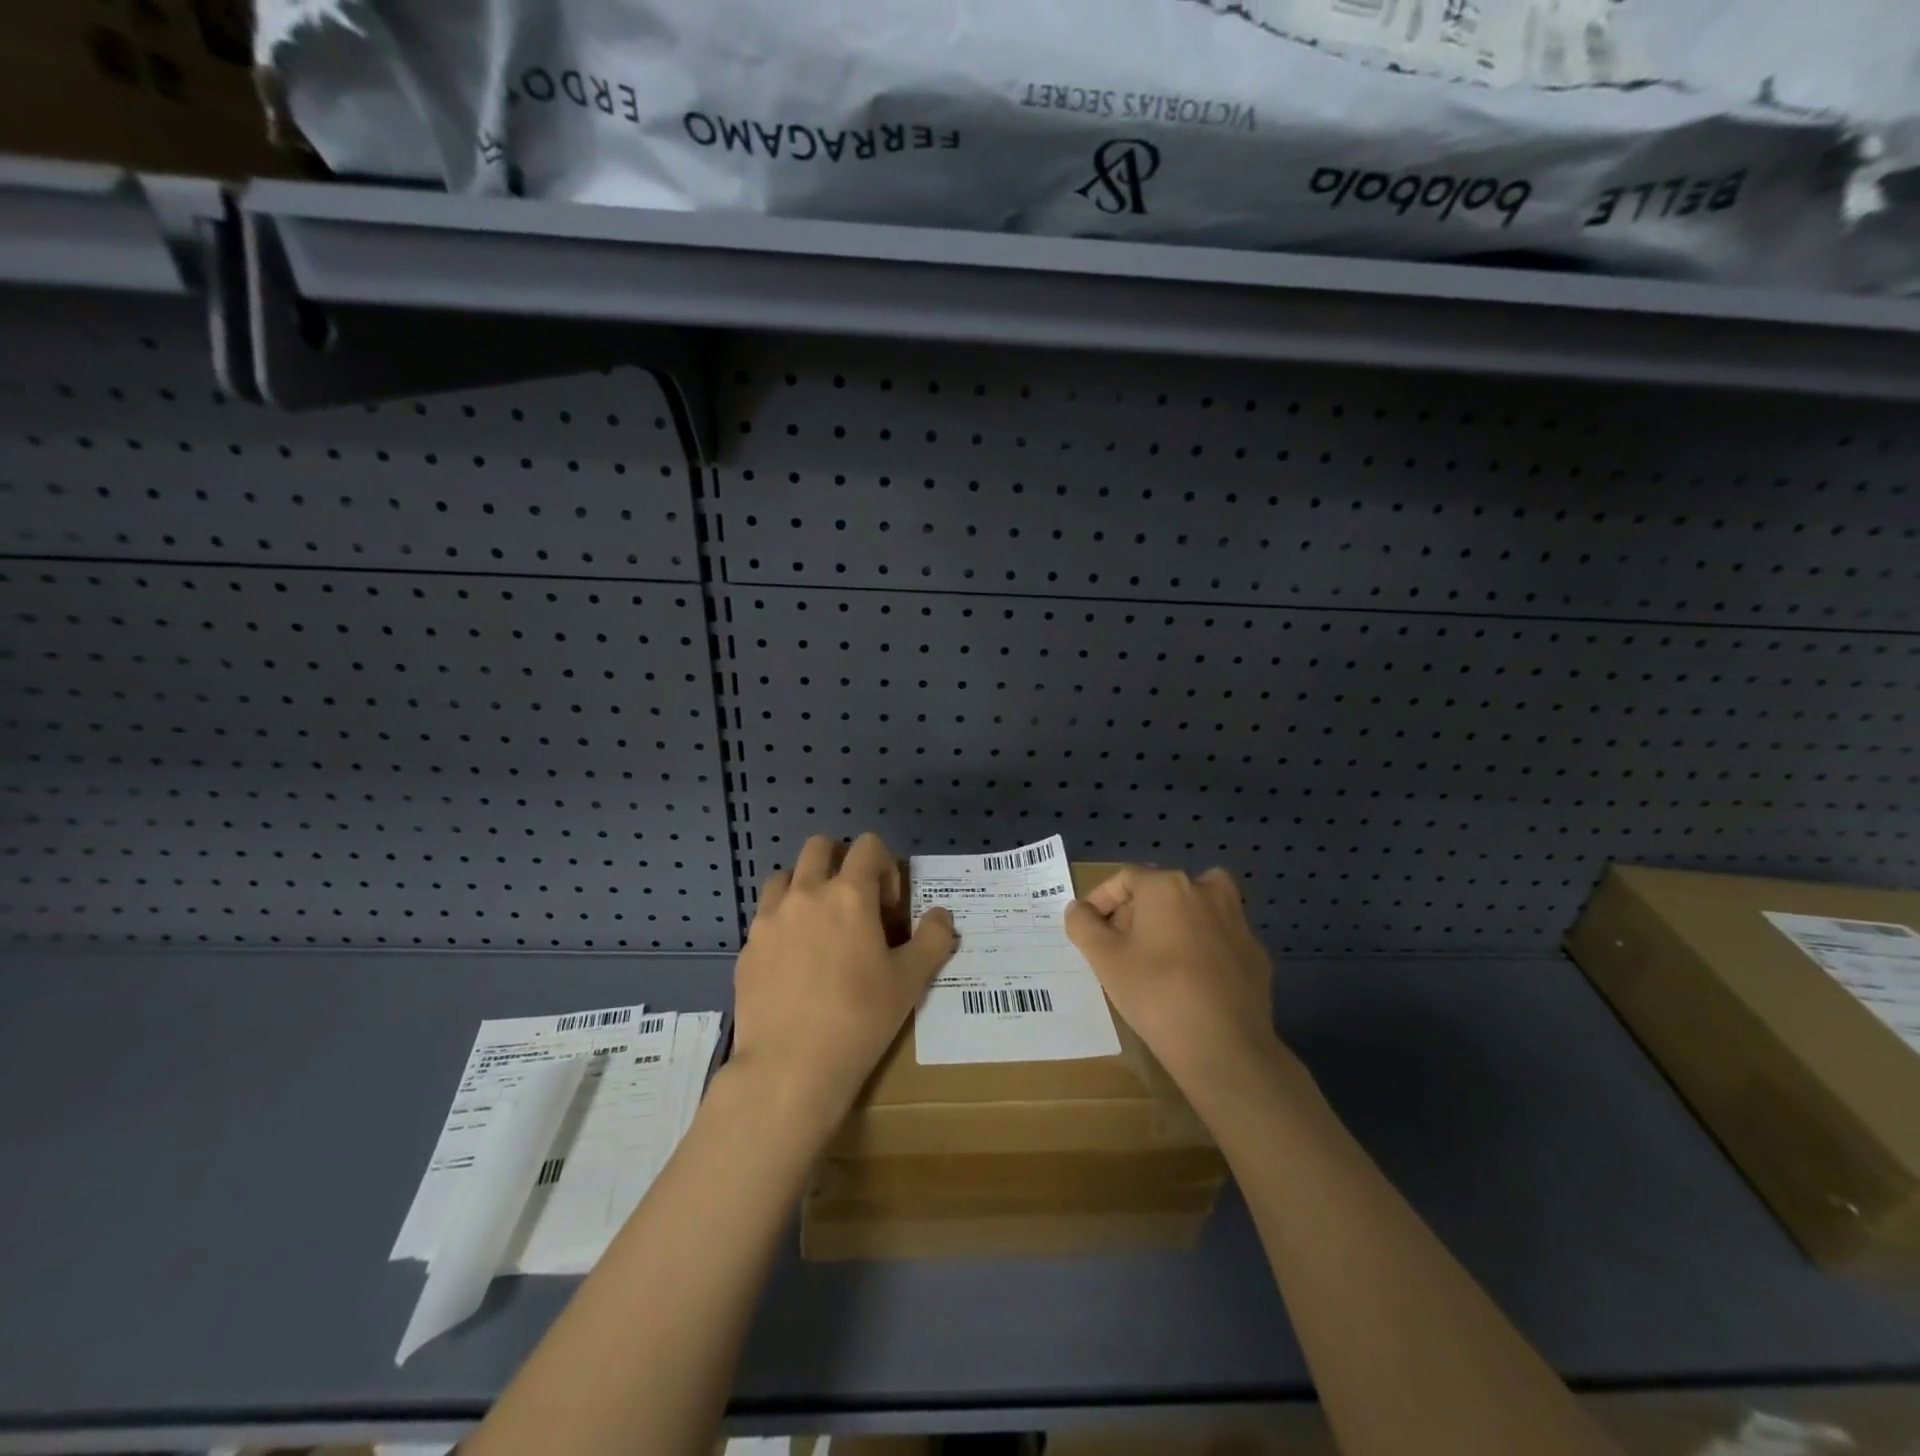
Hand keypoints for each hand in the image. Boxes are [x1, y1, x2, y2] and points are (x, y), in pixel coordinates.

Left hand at [730, 833, 956, 1138]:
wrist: (790, 1068)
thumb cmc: (859, 1019)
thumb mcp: (911, 981)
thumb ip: (933, 939)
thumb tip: (941, 915)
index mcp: (849, 894)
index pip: (868, 846)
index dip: (884, 868)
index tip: (887, 909)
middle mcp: (805, 894)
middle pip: (819, 847)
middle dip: (840, 863)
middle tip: (853, 905)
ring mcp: (769, 919)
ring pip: (785, 876)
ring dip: (805, 887)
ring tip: (819, 927)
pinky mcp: (747, 947)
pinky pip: (765, 917)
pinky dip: (782, 923)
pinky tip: (794, 963)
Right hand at [1064, 866, 1281, 1098]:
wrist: (1224, 1046)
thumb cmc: (1155, 993)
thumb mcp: (1104, 959)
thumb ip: (1083, 925)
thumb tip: (1079, 908)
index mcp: (1167, 886)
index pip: (1125, 879)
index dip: (1101, 901)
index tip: (1089, 929)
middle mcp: (1206, 891)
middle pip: (1162, 889)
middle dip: (1136, 911)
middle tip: (1119, 945)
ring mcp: (1237, 922)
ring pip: (1197, 908)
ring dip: (1175, 922)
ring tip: (1158, 955)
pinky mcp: (1256, 954)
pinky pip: (1219, 939)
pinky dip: (1203, 948)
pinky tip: (1191, 981)